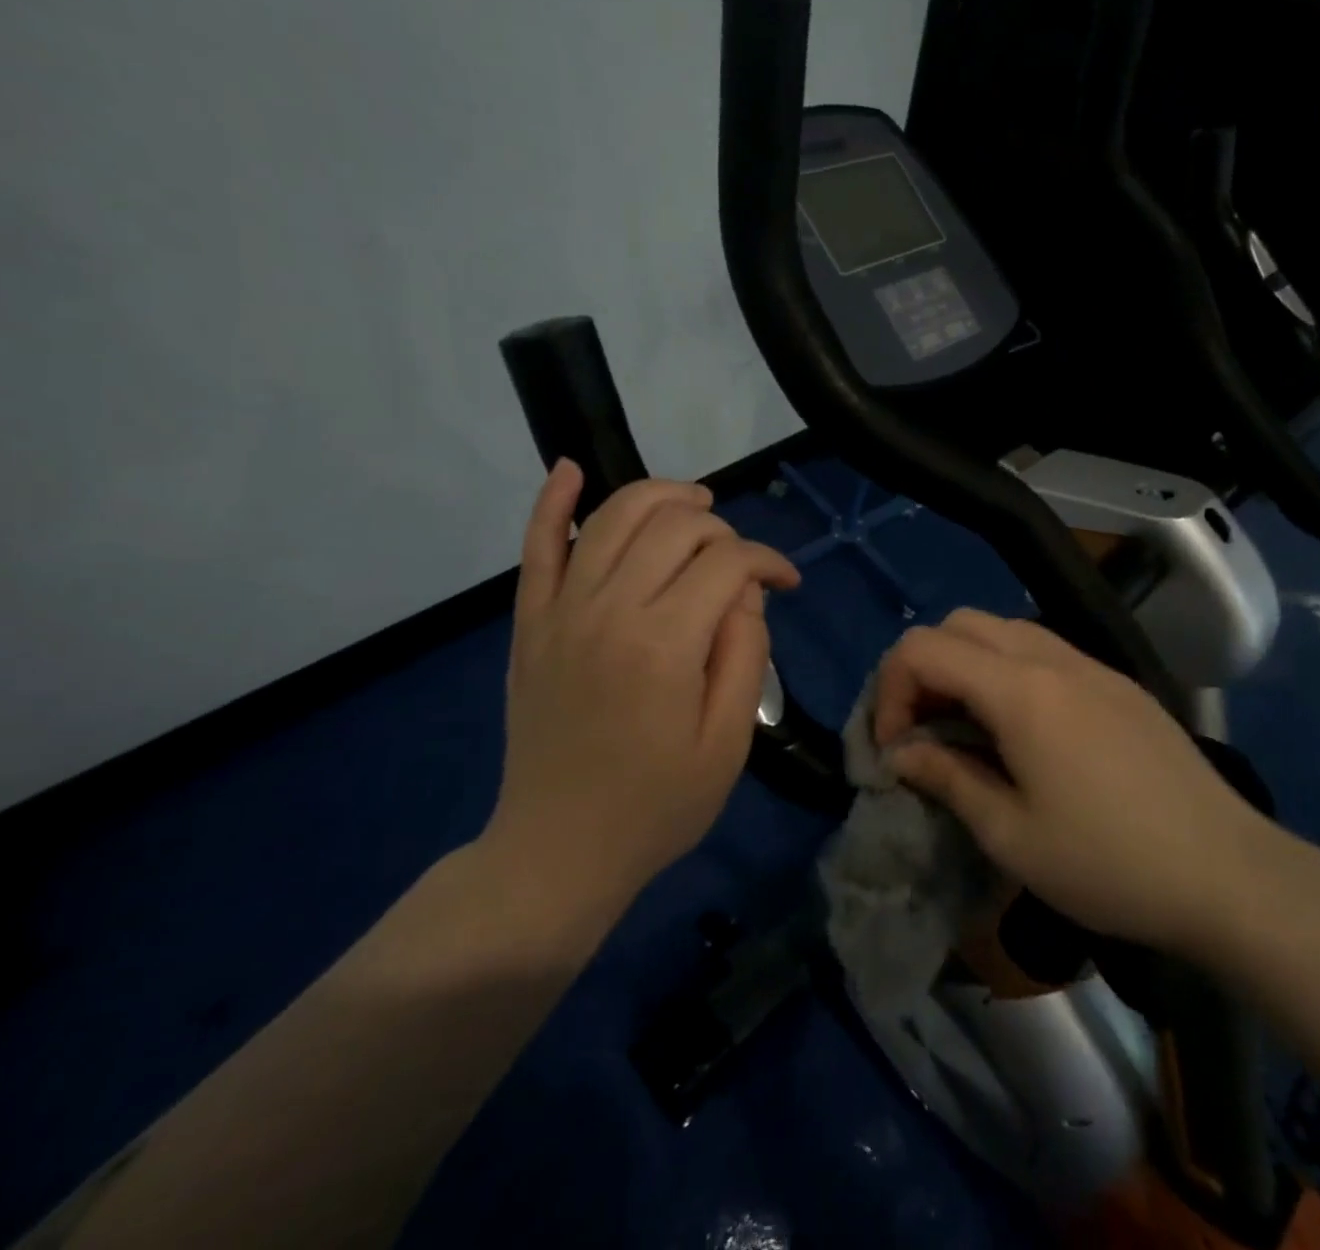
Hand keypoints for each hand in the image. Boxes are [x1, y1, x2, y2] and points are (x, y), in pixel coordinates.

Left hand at [485, 462, 799, 919]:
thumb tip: (745, 592)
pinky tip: (571, 469)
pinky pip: (537, 545)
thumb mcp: (728, 741)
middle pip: (675, 525)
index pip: (728, 562)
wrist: (558, 851)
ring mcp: (561, 610)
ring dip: (662, 497)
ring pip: (614, 515)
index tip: (788, 584)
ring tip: (696, 507)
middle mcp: (609, 609)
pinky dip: (553, 501)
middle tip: (742, 565)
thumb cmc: (657, 805)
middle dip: (723, 529)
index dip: (768, 562)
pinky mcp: (531, 622)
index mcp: (665, 643)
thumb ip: (745, 653)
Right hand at [875, 609, 1285, 958]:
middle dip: (923, 670)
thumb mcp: (1011, 835)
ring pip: (1003, 630)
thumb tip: (901, 753)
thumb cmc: (1110, 863)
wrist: (1229, 873)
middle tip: (924, 732)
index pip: (922, 648)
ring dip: (966, 666)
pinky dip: (1007, 672)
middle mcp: (1051, 657)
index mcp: (1019, 688)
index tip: (894, 749)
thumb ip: (947, 777)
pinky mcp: (1116, 682)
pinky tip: (1023, 732)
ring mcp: (1090, 664)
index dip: (889, 691)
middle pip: (959, 624)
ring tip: (968, 730)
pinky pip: (1043, 650)